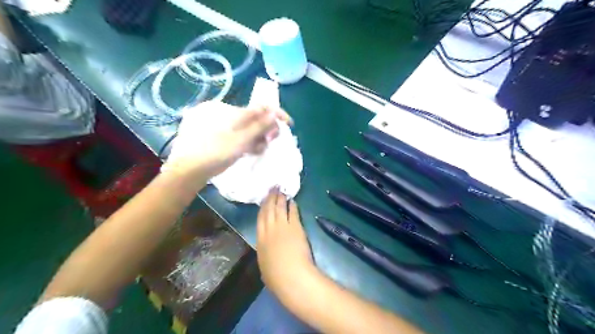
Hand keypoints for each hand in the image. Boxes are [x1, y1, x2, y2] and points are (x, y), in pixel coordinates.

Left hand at [162, 100, 291, 181]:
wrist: (188, 170)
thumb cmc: (215, 154)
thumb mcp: (240, 141)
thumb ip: (259, 126)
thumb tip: (274, 112)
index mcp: (232, 112)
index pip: (260, 107)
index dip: (276, 114)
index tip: (289, 123)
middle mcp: (227, 114)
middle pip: (255, 117)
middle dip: (267, 129)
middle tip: (271, 141)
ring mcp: (223, 125)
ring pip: (248, 128)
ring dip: (258, 137)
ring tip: (258, 149)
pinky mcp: (220, 136)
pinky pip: (240, 135)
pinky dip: (248, 141)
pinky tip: (250, 150)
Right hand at [254, 189, 312, 300]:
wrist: (290, 275)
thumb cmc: (276, 277)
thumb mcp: (265, 266)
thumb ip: (266, 255)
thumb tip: (267, 253)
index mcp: (260, 239)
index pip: (260, 219)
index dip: (262, 208)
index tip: (264, 200)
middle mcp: (269, 229)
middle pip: (269, 210)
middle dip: (270, 198)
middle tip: (272, 188)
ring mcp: (282, 226)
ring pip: (280, 208)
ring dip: (280, 199)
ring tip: (281, 191)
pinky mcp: (295, 227)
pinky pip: (293, 213)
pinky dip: (293, 206)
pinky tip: (293, 201)